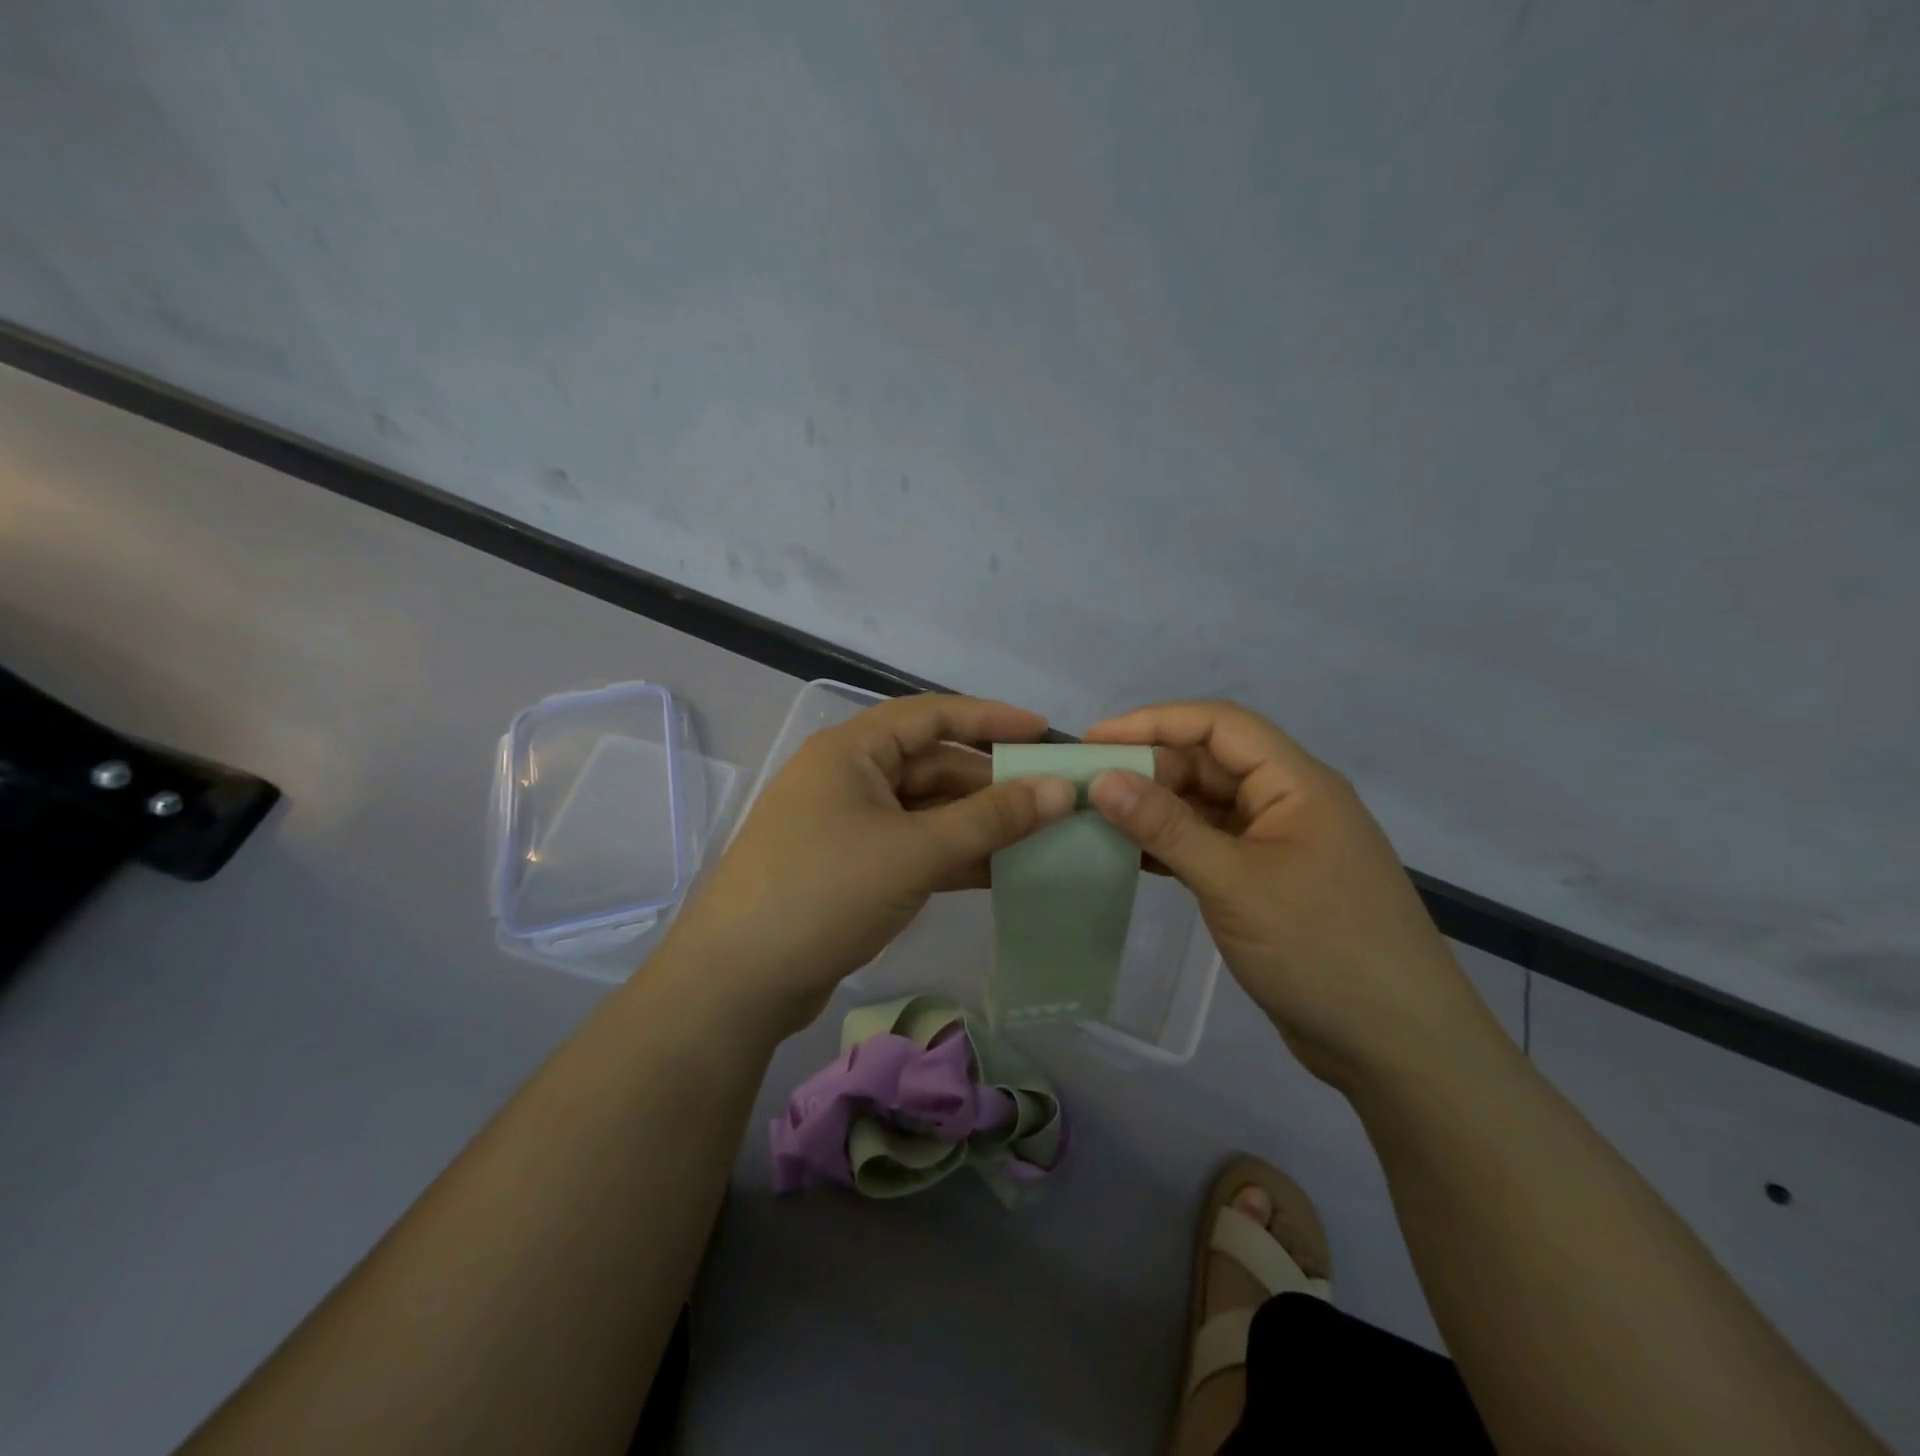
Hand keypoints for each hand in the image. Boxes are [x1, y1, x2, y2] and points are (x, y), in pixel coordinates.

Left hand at [661, 694, 1073, 1038]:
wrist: (738, 982)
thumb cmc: (825, 892)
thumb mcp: (914, 851)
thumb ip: (990, 819)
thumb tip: (1060, 789)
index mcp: (852, 751)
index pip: (932, 715)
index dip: (991, 718)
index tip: (1044, 732)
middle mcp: (849, 778)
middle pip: (933, 766)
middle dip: (991, 782)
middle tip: (1052, 800)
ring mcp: (849, 826)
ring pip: (927, 812)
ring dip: (978, 824)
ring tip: (1040, 839)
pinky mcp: (853, 870)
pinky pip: (915, 848)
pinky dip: (954, 856)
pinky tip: (1000, 873)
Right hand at [1084, 701, 1500, 1089]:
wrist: (1398, 1047)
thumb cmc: (1322, 949)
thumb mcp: (1235, 882)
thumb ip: (1166, 827)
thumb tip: (1103, 779)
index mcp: (1296, 783)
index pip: (1219, 725)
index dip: (1154, 722)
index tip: (1095, 740)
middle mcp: (1289, 802)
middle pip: (1211, 763)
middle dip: (1150, 768)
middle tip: (1087, 788)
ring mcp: (1280, 845)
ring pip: (1208, 806)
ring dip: (1157, 809)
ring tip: (1097, 819)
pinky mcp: (1270, 883)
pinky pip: (1212, 846)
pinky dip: (1173, 846)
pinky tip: (1131, 858)